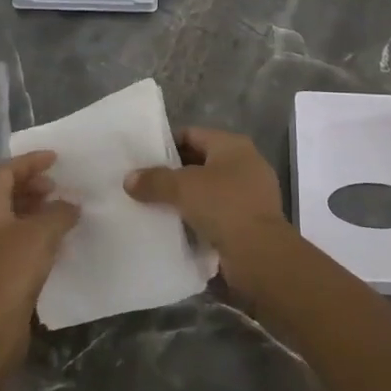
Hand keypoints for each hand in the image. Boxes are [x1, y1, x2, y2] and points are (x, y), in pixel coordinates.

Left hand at [0, 150, 78, 366]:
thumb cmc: (11, 272)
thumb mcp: (41, 234)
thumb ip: (60, 212)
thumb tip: (71, 204)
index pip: (6, 171)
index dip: (31, 162)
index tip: (56, 159)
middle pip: (5, 193)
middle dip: (33, 185)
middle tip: (58, 188)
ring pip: (10, 218)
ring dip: (35, 210)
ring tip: (61, 213)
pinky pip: (13, 241)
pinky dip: (33, 233)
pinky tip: (53, 243)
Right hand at [124, 127, 286, 261]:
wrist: (261, 256)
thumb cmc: (224, 207)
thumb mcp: (183, 188)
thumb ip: (154, 180)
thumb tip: (129, 179)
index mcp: (233, 145)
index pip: (192, 134)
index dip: (166, 144)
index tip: (142, 159)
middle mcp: (245, 163)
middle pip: (200, 162)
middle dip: (174, 173)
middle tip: (144, 184)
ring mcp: (251, 193)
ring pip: (208, 189)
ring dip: (186, 198)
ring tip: (155, 206)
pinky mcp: (251, 221)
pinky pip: (217, 213)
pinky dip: (199, 217)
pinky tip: (177, 227)